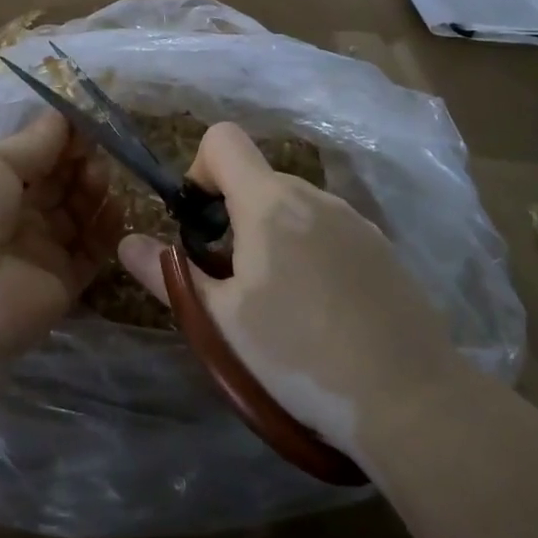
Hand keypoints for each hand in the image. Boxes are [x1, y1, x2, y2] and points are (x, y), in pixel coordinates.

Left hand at [0, 113, 120, 412]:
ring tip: (99, 180)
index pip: (35, 155)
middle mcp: (16, 214)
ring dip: (93, 190)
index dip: (61, 139)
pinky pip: (93, 249)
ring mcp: (41, 249)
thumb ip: (33, 143)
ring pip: (79, 212)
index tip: (87, 125)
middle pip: (59, 182)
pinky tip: (115, 208)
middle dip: (80, 162)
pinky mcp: (64, 281)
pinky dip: (107, 228)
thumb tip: (66, 117)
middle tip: (94, 154)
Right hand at [119, 123, 462, 458]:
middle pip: (257, 179)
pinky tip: (324, 311)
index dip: (200, 169)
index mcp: (270, 202)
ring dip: (272, 235)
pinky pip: (328, 229)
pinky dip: (310, 250)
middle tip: (233, 281)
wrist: (411, 399)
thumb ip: (170, 275)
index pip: (223, 139)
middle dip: (233, 216)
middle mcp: (313, 195)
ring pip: (294, 207)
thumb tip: (126, 243)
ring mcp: (354, 219)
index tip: (201, 224)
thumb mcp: (222, 321)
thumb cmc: (300, 355)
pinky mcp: (381, 247)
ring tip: (281, 304)